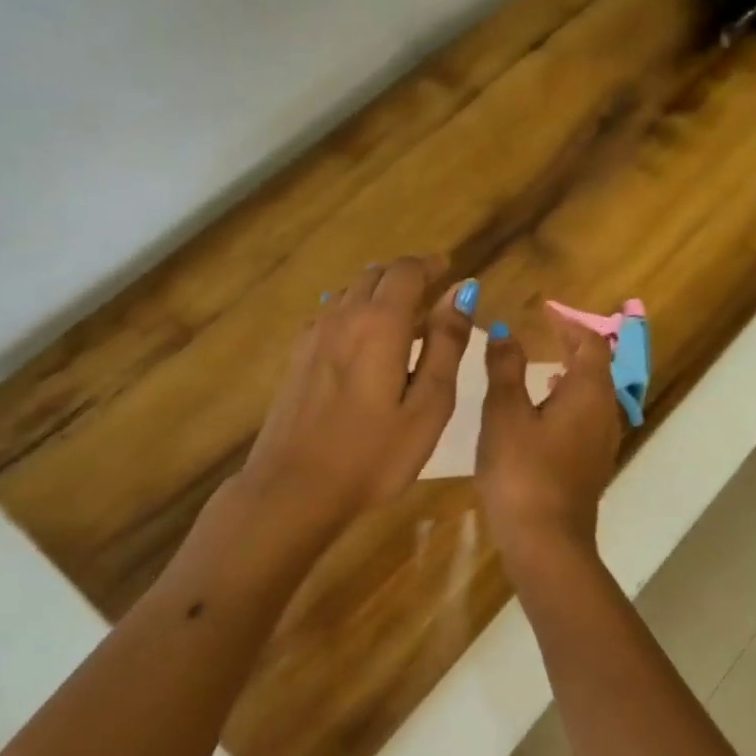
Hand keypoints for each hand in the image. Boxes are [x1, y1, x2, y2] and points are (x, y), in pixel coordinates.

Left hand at [239, 255, 474, 534]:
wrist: (293, 489)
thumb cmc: (374, 454)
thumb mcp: (428, 404)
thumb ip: (446, 344)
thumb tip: (462, 292)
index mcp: (380, 323)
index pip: (406, 271)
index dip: (431, 266)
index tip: (451, 272)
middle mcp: (343, 317)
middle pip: (375, 275)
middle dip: (407, 277)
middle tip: (433, 297)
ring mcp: (314, 336)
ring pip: (350, 293)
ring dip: (380, 294)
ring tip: (404, 321)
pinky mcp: (297, 358)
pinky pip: (331, 315)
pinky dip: (355, 314)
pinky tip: (364, 344)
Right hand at [476, 310, 623, 562]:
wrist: (546, 541)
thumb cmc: (522, 471)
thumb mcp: (505, 414)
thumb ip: (505, 368)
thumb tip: (504, 331)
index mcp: (589, 392)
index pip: (590, 343)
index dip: (570, 323)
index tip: (546, 311)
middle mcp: (605, 412)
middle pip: (598, 367)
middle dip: (574, 346)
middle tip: (546, 333)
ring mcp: (603, 442)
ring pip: (595, 395)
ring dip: (573, 374)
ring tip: (545, 366)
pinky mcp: (593, 465)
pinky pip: (588, 418)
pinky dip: (571, 401)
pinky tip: (545, 412)